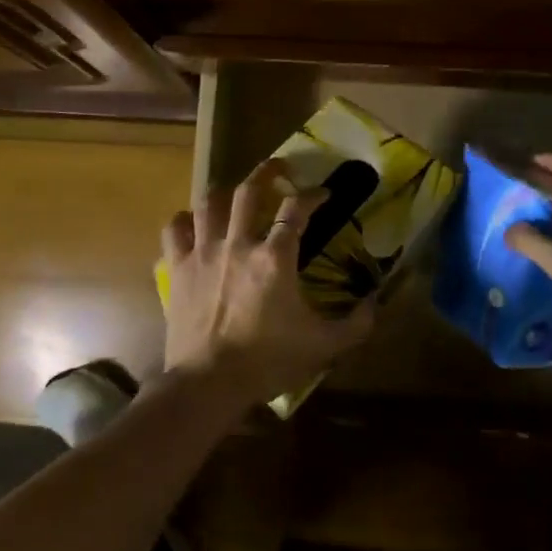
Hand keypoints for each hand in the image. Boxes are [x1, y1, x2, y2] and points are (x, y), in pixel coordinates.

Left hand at [161, 157, 375, 410]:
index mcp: (275, 257)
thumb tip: (376, 302)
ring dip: (224, 191)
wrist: (208, 383)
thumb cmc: (267, 362)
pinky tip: (192, 223)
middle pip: (249, 191)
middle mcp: (238, 244)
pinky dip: (183, 221)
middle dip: (266, 172)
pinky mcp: (178, 269)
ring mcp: (203, 253)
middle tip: (279, 167)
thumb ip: (356, 324)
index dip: (312, 195)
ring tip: (234, 190)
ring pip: (209, 203)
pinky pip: (175, 230)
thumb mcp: (324, 346)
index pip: (296, 209)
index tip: (322, 193)